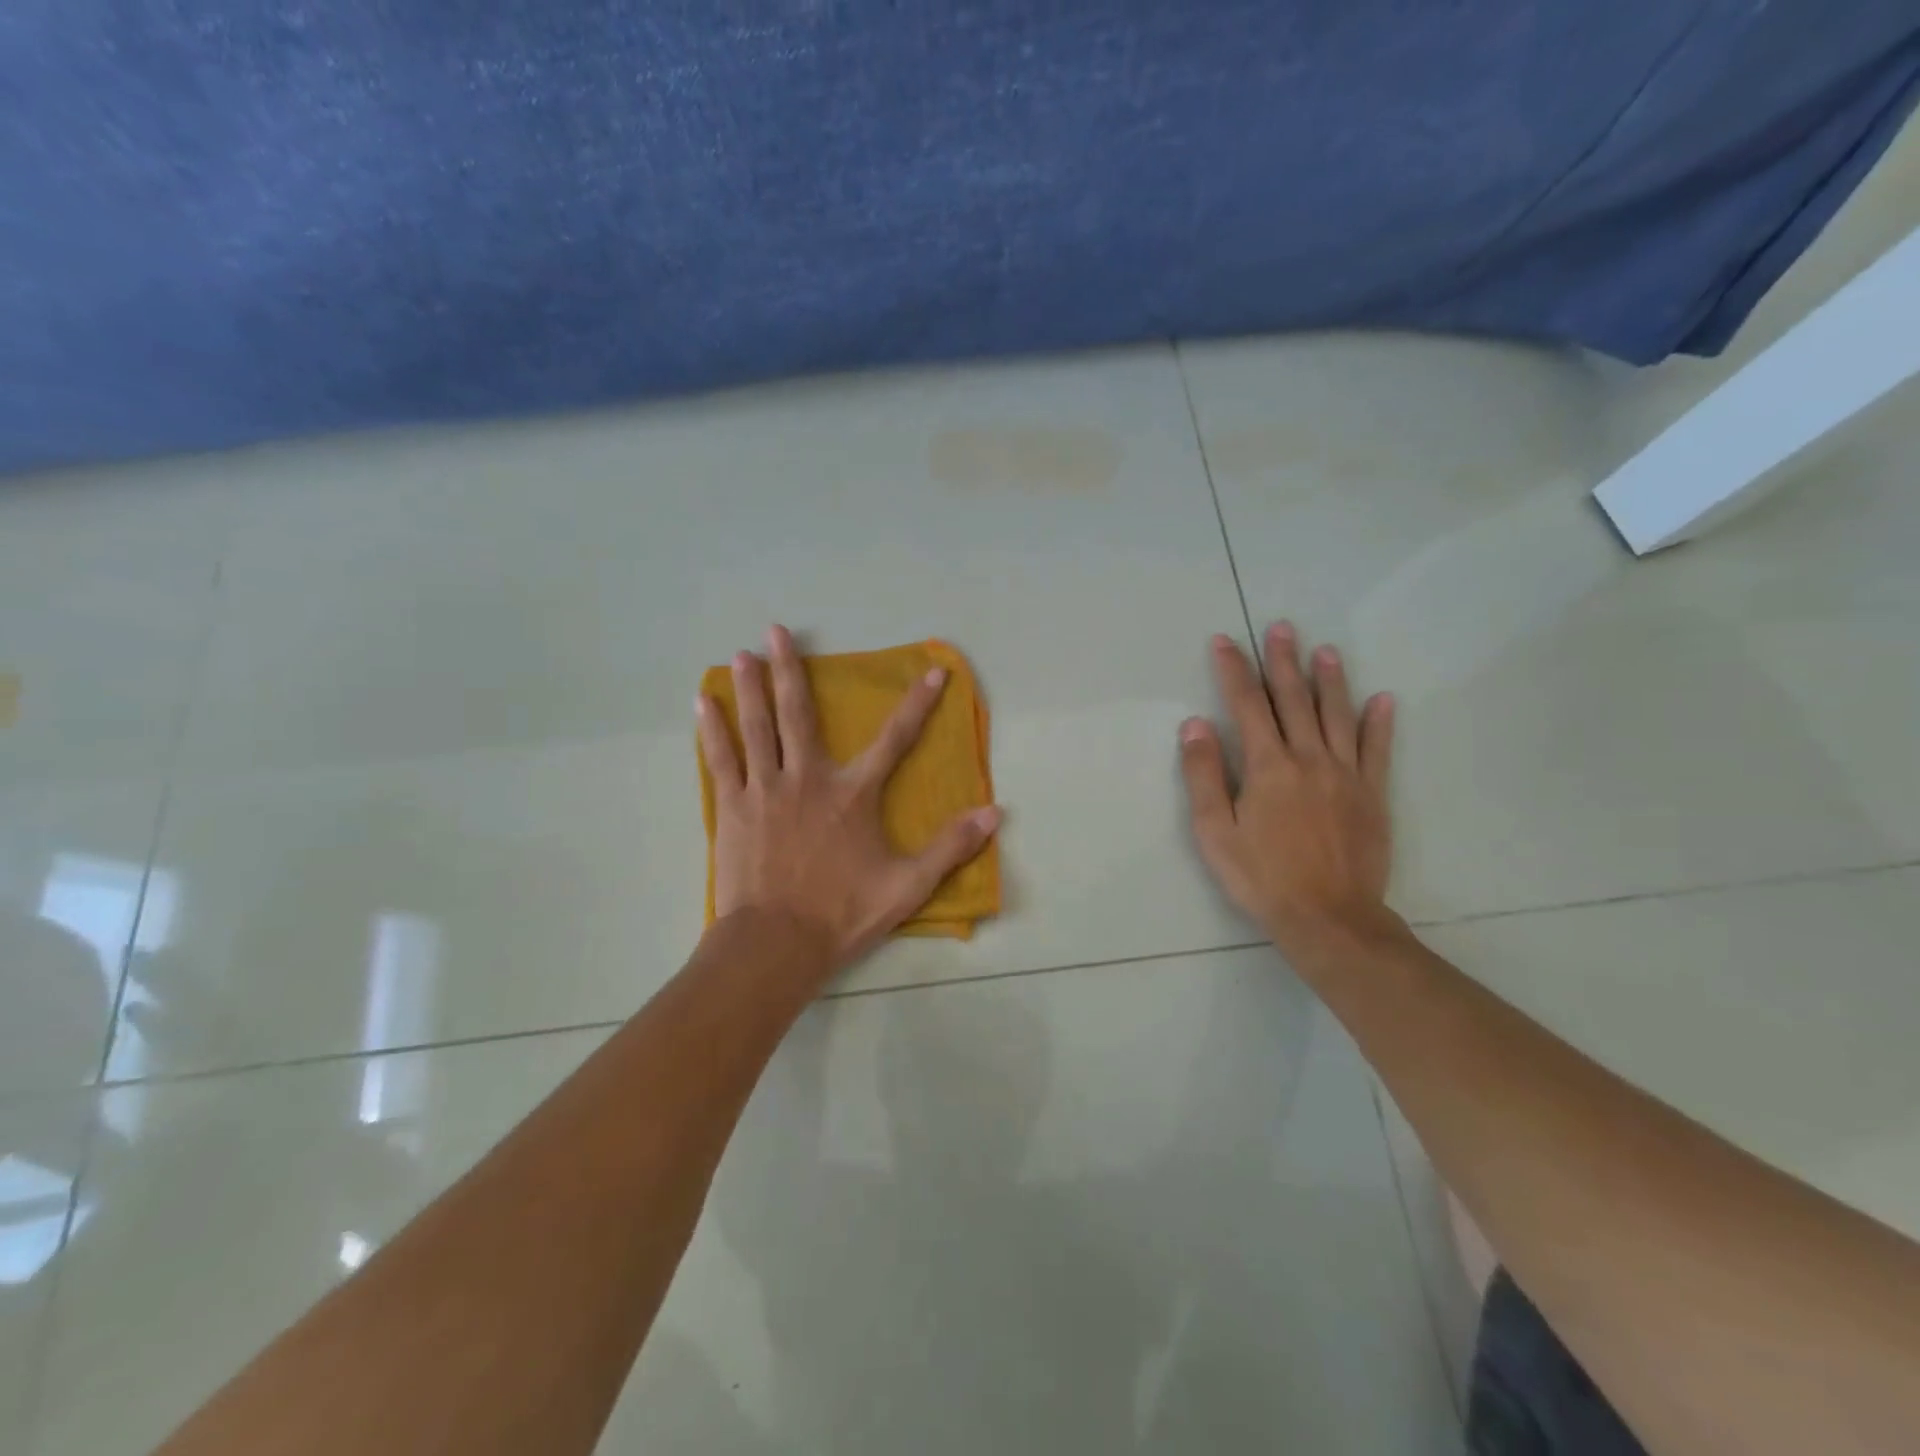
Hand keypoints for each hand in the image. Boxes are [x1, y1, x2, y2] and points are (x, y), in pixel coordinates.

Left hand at [697, 625, 1002, 975]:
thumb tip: (995, 813)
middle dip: (790, 669)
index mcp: (852, 795)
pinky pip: (721, 760)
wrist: (776, 944)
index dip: (918, 705)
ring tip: (741, 653)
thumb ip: (950, 846)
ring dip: (750, 688)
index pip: (894, 740)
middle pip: (798, 714)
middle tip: (776, 630)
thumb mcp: (907, 885)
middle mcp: (808, 779)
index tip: (932, 672)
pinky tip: (703, 704)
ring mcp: (765, 790)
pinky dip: (712, 730)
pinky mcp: (734, 808)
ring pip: (757, 727)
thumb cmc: (842, 913)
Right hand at [1178, 623, 1397, 959]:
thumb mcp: (1216, 831)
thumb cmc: (1262, 876)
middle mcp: (1308, 758)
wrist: (1329, 918)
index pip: (1246, 705)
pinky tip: (1382, 699)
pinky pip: (1377, 749)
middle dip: (1283, 661)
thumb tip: (1196, 724)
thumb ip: (1204, 774)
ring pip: (1337, 715)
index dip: (1234, 670)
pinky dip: (1379, 722)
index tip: (1225, 641)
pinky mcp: (1372, 794)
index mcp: (1267, 766)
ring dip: (1330, 679)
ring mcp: (1346, 774)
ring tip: (1325, 649)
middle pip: (1294, 699)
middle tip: (1281, 627)